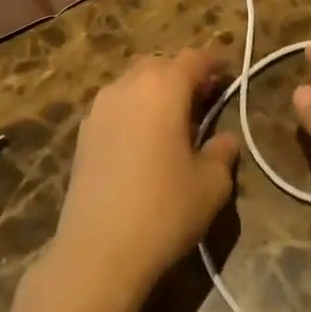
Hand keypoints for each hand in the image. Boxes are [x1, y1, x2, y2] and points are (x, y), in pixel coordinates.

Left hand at [48, 49, 239, 311]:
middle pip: (159, 65)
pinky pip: (115, 107)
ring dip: (155, 91)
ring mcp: (99, 109)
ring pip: (133, 83)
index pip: (193, 59)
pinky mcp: (83, 134)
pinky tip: (144, 140)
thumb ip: (222, 152)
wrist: (97, 252)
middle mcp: (127, 86)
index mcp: (163, 87)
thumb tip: (225, 138)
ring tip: (173, 120)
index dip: (214, 62)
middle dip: (182, 74)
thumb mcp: (211, 184)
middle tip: (203, 97)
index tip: (228, 71)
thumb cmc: (164, 210)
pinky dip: (134, 111)